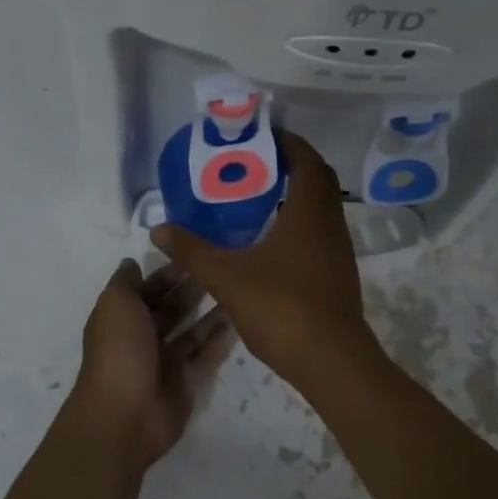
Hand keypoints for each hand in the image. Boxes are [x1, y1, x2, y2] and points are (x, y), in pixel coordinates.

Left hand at [66, 259, 235, 474]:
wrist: (125, 414)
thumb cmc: (119, 350)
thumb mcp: (116, 304)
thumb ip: (126, 282)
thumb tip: (132, 262)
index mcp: (122, 318)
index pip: (146, 290)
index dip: (166, 273)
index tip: (192, 253)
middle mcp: (142, 338)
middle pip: (170, 309)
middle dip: (191, 290)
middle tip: (221, 268)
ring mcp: (164, 362)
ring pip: (191, 332)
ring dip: (209, 314)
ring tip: (235, 291)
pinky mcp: (186, 383)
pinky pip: (205, 357)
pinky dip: (219, 341)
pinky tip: (238, 321)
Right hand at [151, 132, 375, 384]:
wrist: (331, 361)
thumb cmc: (281, 308)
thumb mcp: (227, 277)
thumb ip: (192, 250)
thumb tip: (159, 229)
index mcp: (309, 212)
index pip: (306, 159)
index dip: (287, 142)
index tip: (259, 137)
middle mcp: (330, 223)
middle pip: (317, 179)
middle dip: (289, 166)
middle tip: (253, 165)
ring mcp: (339, 250)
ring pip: (320, 208)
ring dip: (295, 196)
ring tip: (256, 198)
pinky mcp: (338, 273)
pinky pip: (320, 232)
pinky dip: (299, 223)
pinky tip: (270, 241)